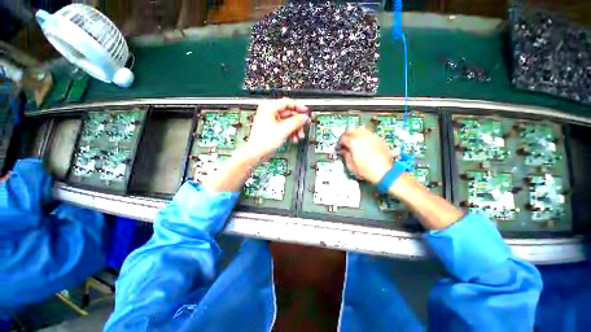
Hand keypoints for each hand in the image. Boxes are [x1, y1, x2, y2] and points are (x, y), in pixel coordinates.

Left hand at [245, 98, 309, 159]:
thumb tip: (304, 117)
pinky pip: (284, 127)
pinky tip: (294, 138)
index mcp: (269, 108)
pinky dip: (290, 132)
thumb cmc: (263, 141)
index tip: (306, 112)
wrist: (256, 152)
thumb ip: (296, 122)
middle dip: (298, 122)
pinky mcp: (272, 128)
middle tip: (304, 126)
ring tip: (299, 136)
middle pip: (289, 113)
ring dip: (295, 128)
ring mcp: (271, 121)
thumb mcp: (283, 130)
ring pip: (288, 121)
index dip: (298, 107)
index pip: (287, 103)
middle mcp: (269, 112)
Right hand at [337, 127, 393, 184]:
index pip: (343, 138)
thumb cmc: (366, 170)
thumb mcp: (351, 165)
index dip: (339, 142)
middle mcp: (363, 136)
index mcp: (354, 142)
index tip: (339, 147)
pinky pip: (369, 133)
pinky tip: (363, 143)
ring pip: (361, 129)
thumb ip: (345, 155)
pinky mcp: (379, 139)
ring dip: (355, 133)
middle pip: (351, 130)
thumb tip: (343, 150)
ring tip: (354, 141)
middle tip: (345, 142)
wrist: (384, 172)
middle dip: (346, 135)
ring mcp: (372, 136)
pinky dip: (364, 136)